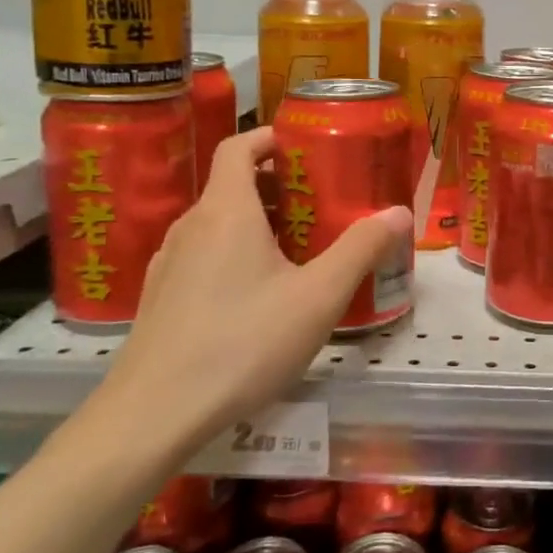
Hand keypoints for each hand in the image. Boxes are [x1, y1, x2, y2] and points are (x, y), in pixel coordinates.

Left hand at [102, 127, 412, 452]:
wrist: (152, 415)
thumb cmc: (243, 343)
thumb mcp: (318, 297)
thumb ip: (361, 249)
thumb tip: (399, 212)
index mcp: (226, 210)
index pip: (239, 145)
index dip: (272, 137)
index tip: (308, 147)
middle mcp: (191, 225)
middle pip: (233, 184)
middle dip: (278, 186)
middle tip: (321, 204)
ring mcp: (168, 263)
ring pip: (217, 224)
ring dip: (256, 223)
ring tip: (297, 250)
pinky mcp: (160, 298)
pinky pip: (202, 256)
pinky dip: (233, 255)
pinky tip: (257, 297)